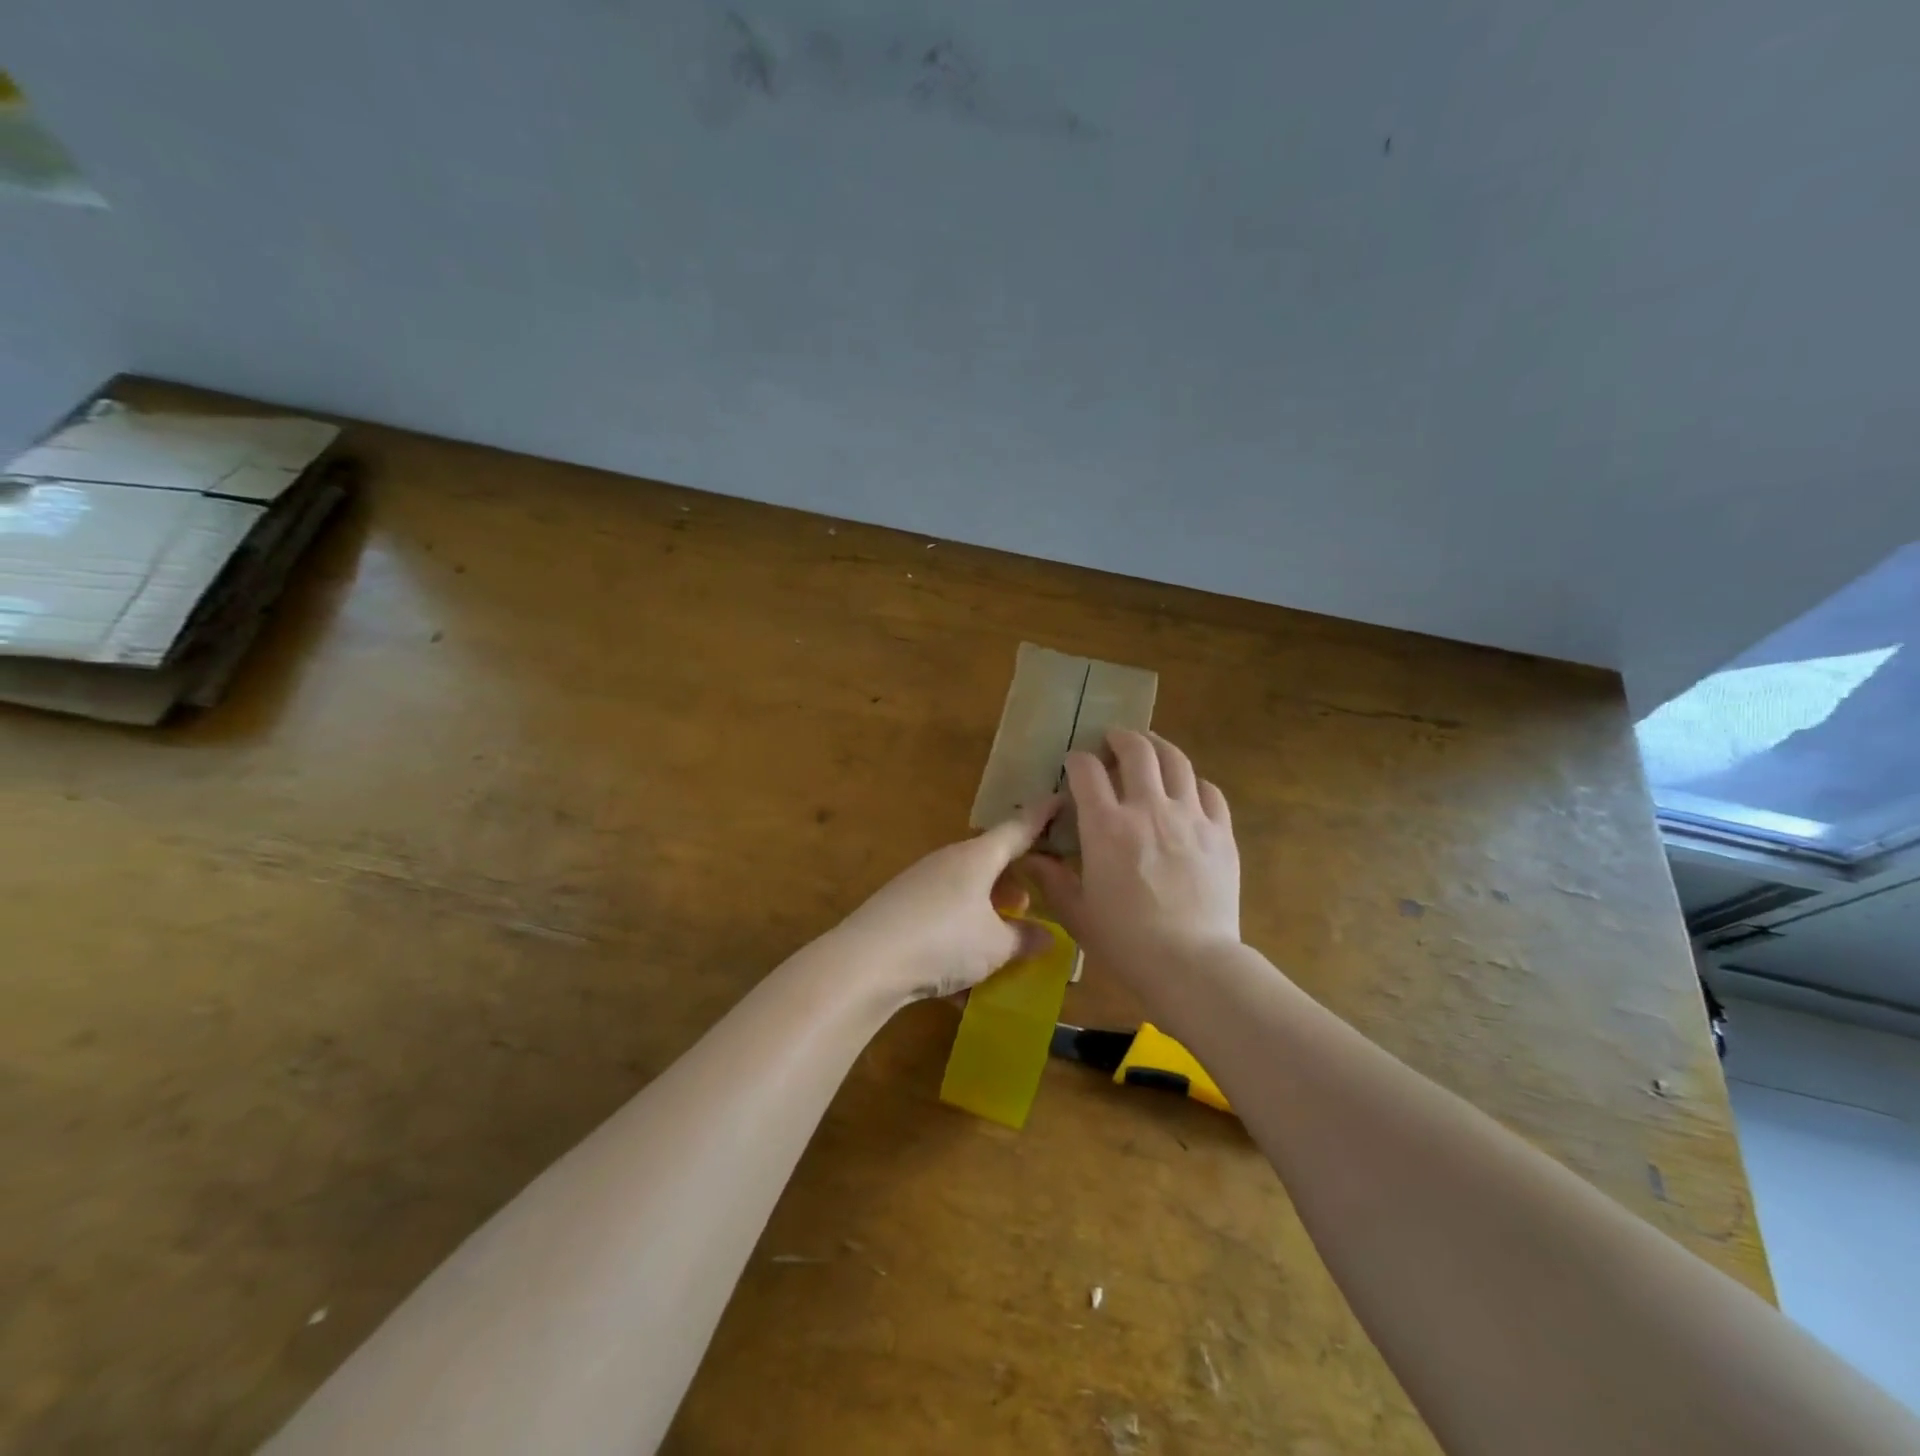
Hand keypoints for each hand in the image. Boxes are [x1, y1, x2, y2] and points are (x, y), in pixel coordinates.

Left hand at [835, 797, 1062, 1002]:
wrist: (865, 962)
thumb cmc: (944, 942)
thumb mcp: (994, 946)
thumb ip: (1024, 939)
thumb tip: (1048, 936)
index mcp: (977, 857)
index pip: (1018, 829)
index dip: (1042, 816)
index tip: (1061, 799)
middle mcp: (948, 861)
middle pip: (989, 860)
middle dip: (1013, 879)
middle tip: (1032, 901)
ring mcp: (920, 882)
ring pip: (965, 887)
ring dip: (986, 906)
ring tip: (1001, 935)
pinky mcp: (900, 906)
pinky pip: (942, 911)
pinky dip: (960, 930)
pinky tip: (962, 968)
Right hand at [1023, 730, 1240, 991]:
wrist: (1192, 963)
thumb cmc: (1126, 941)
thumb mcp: (1077, 912)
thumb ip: (1052, 878)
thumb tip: (1030, 857)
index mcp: (1106, 827)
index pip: (1087, 771)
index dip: (1077, 760)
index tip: (1074, 764)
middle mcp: (1148, 809)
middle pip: (1137, 750)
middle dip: (1120, 738)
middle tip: (1113, 742)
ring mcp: (1190, 817)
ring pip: (1176, 760)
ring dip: (1159, 748)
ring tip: (1150, 750)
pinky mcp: (1220, 833)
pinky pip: (1209, 791)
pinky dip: (1194, 782)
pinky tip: (1187, 791)